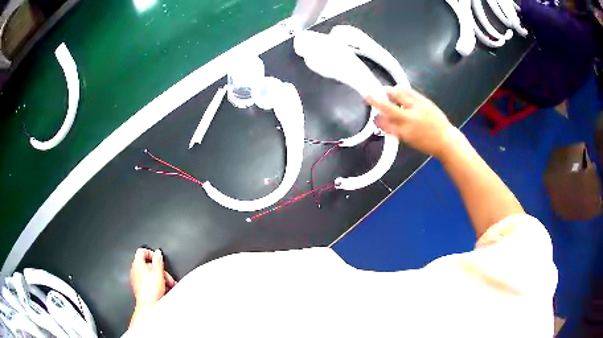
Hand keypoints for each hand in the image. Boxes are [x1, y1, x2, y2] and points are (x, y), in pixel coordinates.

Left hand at [130, 248, 175, 308]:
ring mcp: (136, 279)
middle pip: (148, 265)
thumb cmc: (151, 290)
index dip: (151, 253)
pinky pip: (148, 281)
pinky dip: (155, 283)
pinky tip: (163, 289)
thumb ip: (158, 260)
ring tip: (168, 285)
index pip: (142, 251)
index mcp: (137, 263)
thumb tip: (157, 252)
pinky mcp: (139, 287)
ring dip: (160, 278)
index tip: (158, 259)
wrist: (148, 305)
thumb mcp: (158, 272)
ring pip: (149, 274)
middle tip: (167, 277)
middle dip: (160, 270)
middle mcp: (135, 270)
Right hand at [367, 86, 458, 158]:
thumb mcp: (408, 141)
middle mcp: (409, 118)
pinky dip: (401, 89)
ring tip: (384, 91)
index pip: (384, 124)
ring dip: (388, 91)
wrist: (445, 139)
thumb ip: (395, 130)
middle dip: (375, 100)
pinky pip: (409, 91)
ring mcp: (417, 107)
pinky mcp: (424, 100)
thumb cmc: (426, 143)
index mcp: (404, 132)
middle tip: (367, 95)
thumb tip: (384, 121)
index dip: (377, 120)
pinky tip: (398, 89)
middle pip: (388, 107)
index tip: (374, 118)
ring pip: (398, 94)